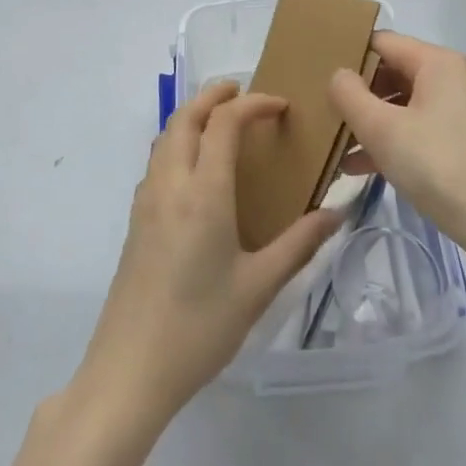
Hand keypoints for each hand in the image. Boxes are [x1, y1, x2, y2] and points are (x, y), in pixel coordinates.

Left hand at [73, 80, 344, 425]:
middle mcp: (171, 183)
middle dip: (214, 95)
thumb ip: (299, 244)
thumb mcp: (259, 287)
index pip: (224, 122)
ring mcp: (146, 200)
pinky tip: (196, 170)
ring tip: (221, 123)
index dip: (253, 103)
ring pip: (166, 135)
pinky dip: (177, 142)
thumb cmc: (200, 327)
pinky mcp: (135, 220)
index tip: (280, 107)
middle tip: (244, 94)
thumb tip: (337, 213)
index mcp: (203, 191)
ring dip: (192, 116)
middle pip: (186, 116)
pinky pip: (157, 161)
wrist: (129, 371)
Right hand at [328, 32, 465, 279]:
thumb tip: (339, 75)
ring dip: (376, 124)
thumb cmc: (439, 167)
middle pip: (398, 74)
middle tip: (329, 116)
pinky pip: (428, 131)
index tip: (321, 78)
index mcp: (441, 63)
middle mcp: (461, 79)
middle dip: (362, 96)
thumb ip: (350, 95)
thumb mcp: (382, 130)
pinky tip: (369, 169)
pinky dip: (400, 143)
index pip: (384, 43)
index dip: (351, 57)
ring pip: (412, 107)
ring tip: (342, 150)